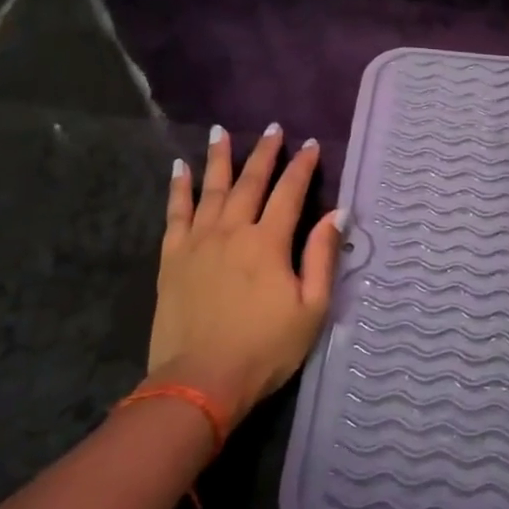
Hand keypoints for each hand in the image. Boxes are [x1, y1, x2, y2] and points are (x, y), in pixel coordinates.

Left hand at [147, 124, 343, 426]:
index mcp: (269, 243)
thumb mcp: (311, 308)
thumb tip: (336, 213)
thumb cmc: (265, 348)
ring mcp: (198, 242)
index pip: (290, 193)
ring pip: (211, 189)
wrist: (201, 380)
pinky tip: (180, 168)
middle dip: (264, 153)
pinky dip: (178, 188)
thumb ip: (322, 257)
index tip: (311, 144)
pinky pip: (175, 213)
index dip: (302, 167)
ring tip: (220, 131)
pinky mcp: (172, 258)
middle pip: (250, 182)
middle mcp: (232, 231)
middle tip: (273, 128)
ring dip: (218, 158)